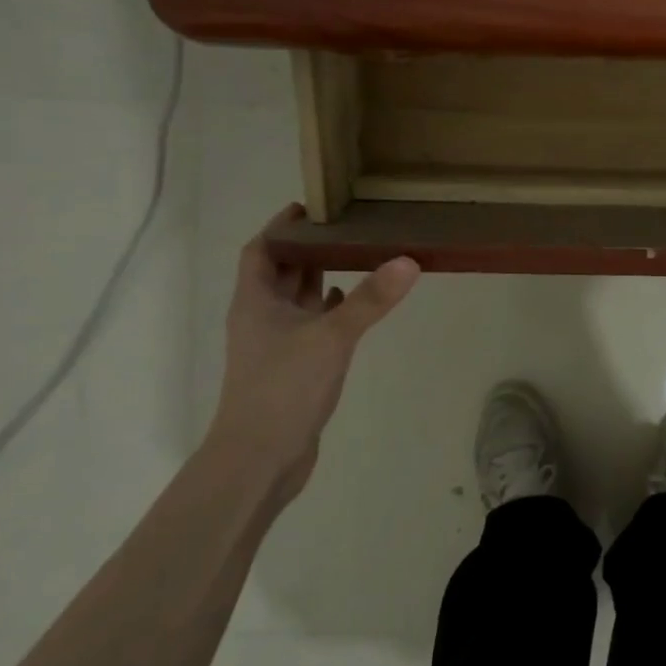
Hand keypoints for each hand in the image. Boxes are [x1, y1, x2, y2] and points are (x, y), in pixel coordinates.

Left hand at [207, 204, 420, 501]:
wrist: (259, 459)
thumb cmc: (284, 388)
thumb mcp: (331, 337)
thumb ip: (370, 300)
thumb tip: (409, 260)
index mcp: (256, 301)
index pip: (261, 250)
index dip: (282, 226)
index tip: (313, 206)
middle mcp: (262, 317)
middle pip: (282, 271)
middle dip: (309, 248)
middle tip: (348, 224)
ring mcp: (277, 344)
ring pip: (299, 299)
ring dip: (321, 277)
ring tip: (358, 254)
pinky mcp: (294, 367)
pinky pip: (312, 326)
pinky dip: (331, 311)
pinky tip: (354, 305)